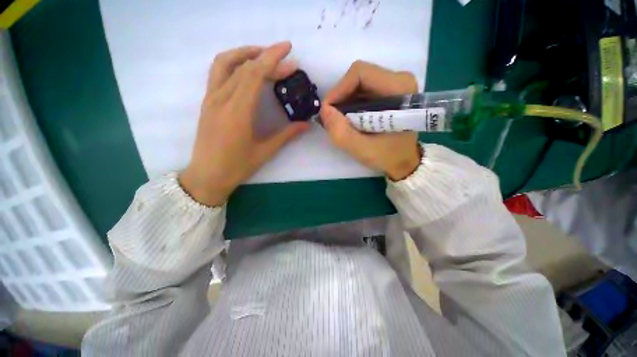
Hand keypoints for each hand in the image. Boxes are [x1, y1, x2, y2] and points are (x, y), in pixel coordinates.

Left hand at [180, 42, 308, 205]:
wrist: (207, 176)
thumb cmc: (236, 167)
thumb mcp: (265, 152)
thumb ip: (286, 135)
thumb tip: (306, 125)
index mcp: (237, 112)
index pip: (254, 74)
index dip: (273, 60)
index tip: (289, 52)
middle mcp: (221, 99)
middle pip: (244, 67)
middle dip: (267, 58)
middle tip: (286, 62)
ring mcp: (211, 99)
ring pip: (225, 63)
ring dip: (246, 54)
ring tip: (264, 56)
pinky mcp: (207, 102)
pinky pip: (218, 73)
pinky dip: (233, 63)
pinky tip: (246, 70)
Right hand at [321, 61, 421, 180]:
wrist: (404, 161)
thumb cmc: (389, 156)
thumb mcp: (363, 149)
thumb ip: (341, 132)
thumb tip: (324, 111)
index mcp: (399, 88)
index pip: (360, 74)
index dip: (338, 90)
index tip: (328, 111)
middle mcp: (399, 80)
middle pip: (358, 77)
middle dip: (340, 97)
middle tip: (331, 119)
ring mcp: (394, 85)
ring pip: (358, 84)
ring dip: (344, 102)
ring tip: (339, 121)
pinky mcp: (388, 93)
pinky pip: (362, 91)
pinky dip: (350, 105)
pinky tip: (348, 120)